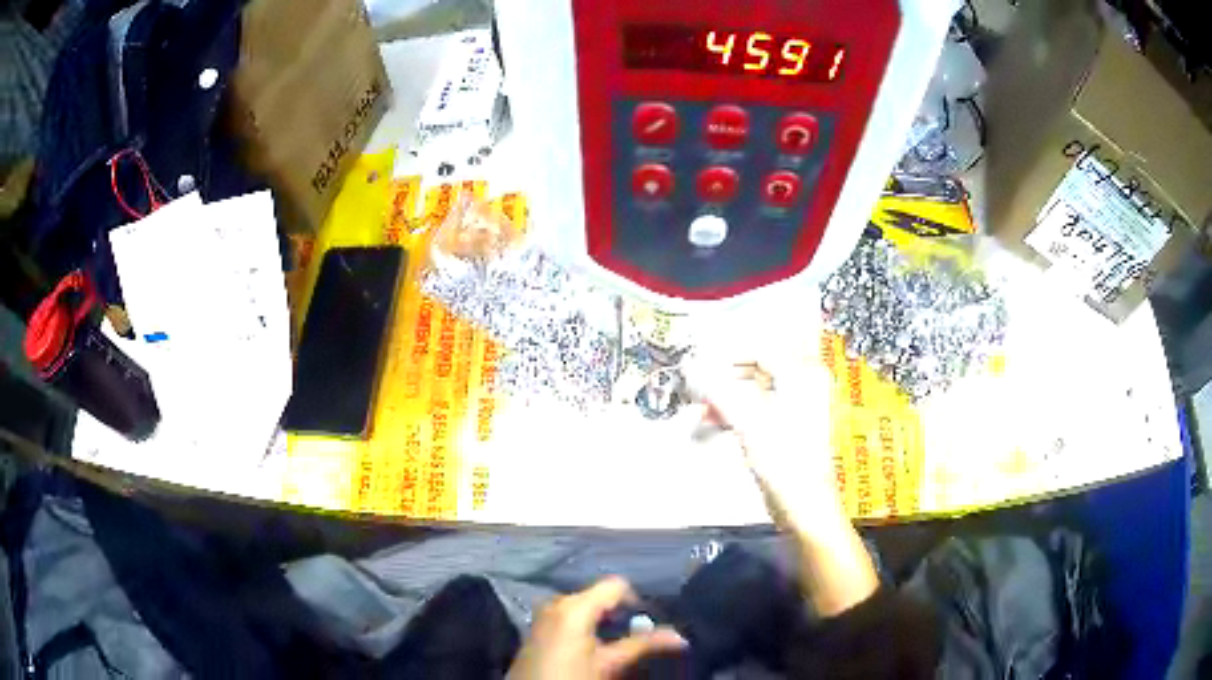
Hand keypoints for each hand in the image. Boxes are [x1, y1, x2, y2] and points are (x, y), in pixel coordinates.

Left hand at [508, 577, 687, 679]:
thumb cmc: (571, 677)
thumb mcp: (610, 664)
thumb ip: (643, 645)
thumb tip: (680, 636)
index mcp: (574, 605)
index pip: (616, 585)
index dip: (637, 601)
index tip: (650, 622)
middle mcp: (557, 602)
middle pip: (600, 597)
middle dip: (621, 615)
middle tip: (639, 637)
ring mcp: (544, 615)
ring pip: (585, 609)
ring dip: (604, 624)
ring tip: (618, 646)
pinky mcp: (538, 630)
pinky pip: (569, 619)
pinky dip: (586, 629)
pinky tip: (593, 651)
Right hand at [688, 355, 840, 537]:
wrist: (806, 507)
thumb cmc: (784, 461)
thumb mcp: (748, 422)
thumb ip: (718, 392)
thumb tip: (690, 366)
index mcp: (803, 376)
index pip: (760, 350)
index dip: (727, 356)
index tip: (698, 365)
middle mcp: (805, 385)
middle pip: (757, 369)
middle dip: (724, 379)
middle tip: (696, 388)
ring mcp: (799, 409)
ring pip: (755, 391)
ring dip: (726, 398)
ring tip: (701, 409)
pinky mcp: (790, 430)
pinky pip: (758, 410)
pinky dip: (736, 413)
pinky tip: (715, 423)